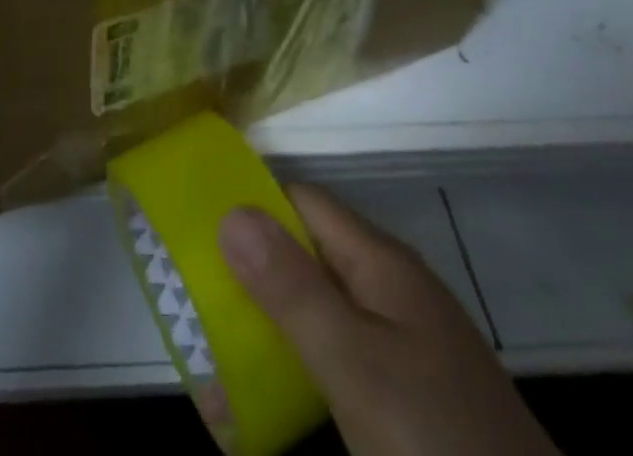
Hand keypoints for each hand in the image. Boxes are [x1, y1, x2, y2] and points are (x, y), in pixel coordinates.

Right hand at [220, 185, 556, 455]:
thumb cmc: (439, 444)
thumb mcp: (357, 368)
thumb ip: (293, 290)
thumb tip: (229, 210)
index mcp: (381, 264)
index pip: (302, 201)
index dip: (250, 204)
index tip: (194, 225)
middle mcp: (390, 291)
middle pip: (307, 255)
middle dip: (251, 272)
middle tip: (193, 299)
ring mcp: (403, 347)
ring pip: (319, 312)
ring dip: (269, 324)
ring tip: (214, 353)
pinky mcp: (407, 399)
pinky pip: (338, 361)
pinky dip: (298, 367)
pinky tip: (268, 401)